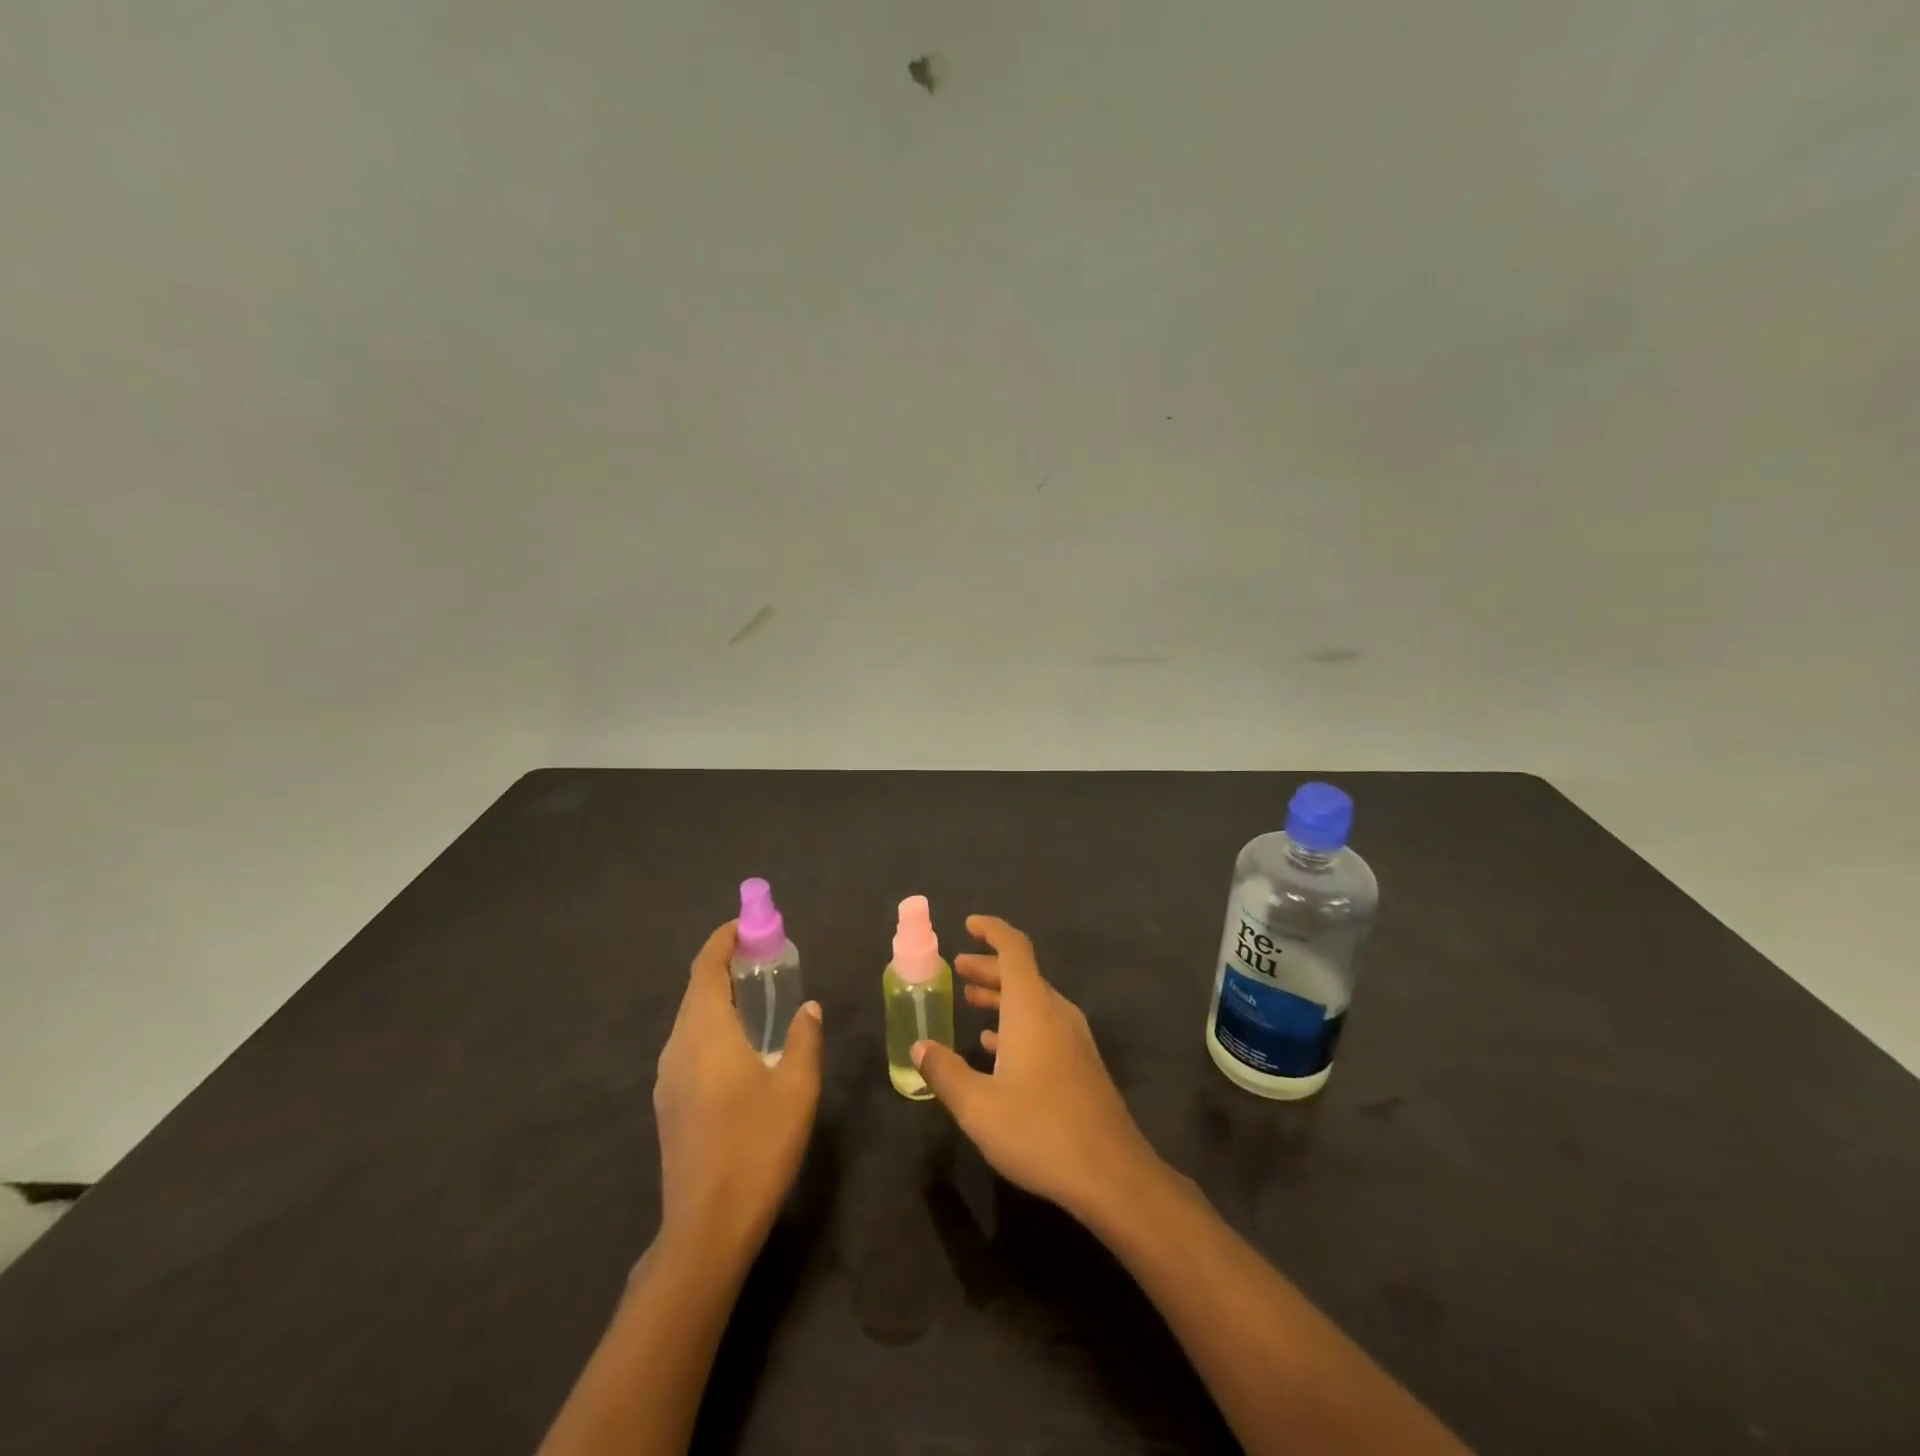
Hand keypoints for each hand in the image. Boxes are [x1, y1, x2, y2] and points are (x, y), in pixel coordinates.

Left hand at [653, 921, 822, 1252]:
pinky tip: (741, 1044)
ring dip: (719, 995)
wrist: (706, 1227)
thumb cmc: (756, 1147)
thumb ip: (803, 1038)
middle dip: (725, 964)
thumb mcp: (797, 1088)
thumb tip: (807, 1008)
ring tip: (757, 994)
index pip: (706, 967)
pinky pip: (689, 1043)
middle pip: (696, 988)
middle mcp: (678, 1046)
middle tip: (765, 956)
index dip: (724, 939)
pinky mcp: (669, 1102)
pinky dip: (713, 1024)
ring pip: (691, 1018)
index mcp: (704, 1032)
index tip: (750, 923)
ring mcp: (668, 1077)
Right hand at [912, 915, 1158, 1220]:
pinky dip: (1017, 1021)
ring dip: (1002, 995)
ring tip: (971, 1002)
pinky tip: (997, 1047)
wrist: (1112, 1174)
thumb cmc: (1040, 1131)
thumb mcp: (978, 1107)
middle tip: (958, 970)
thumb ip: (945, 1072)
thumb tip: (920, 1045)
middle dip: (988, 967)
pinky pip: (1045, 1024)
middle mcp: (1056, 1013)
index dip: (992, 930)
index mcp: (1032, 1008)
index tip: (968, 925)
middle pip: (1022, 973)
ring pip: (1033, 1000)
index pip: (1014, 949)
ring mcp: (1074, 1038)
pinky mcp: (1081, 1062)